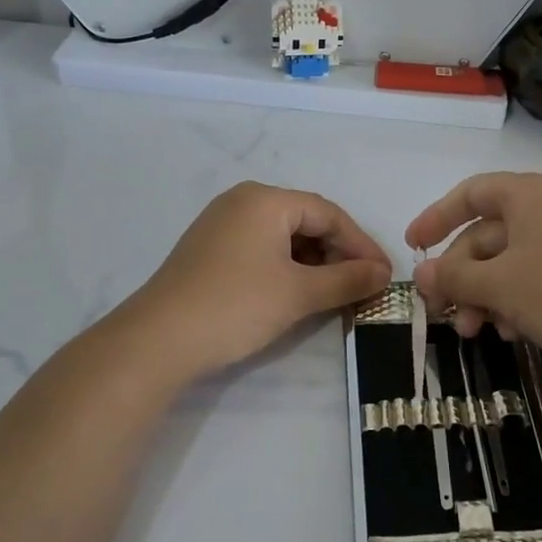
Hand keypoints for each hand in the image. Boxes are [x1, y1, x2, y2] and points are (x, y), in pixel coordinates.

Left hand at [131, 182, 390, 378]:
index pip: (328, 214)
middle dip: (339, 254)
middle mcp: (242, 202)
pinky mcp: (210, 251)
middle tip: (364, 286)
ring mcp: (222, 225)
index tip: (385, 275)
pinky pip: (262, 250)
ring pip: (284, 238)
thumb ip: (347, 279)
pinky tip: (299, 294)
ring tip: (336, 294)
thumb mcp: (299, 294)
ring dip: (315, 264)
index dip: (362, 244)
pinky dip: (287, 269)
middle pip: (306, 222)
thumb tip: (383, 273)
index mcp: (265, 200)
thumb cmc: (235, 306)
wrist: (157, 341)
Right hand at [406, 172, 541, 370]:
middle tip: (442, 311)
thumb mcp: (498, 284)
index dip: (437, 217)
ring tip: (474, 331)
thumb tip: (422, 274)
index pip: (471, 193)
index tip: (414, 247)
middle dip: (460, 275)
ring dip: (482, 295)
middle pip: (486, 234)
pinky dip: (511, 301)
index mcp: (531, 194)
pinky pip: (531, 277)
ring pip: (506, 261)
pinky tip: (508, 333)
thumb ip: (454, 275)